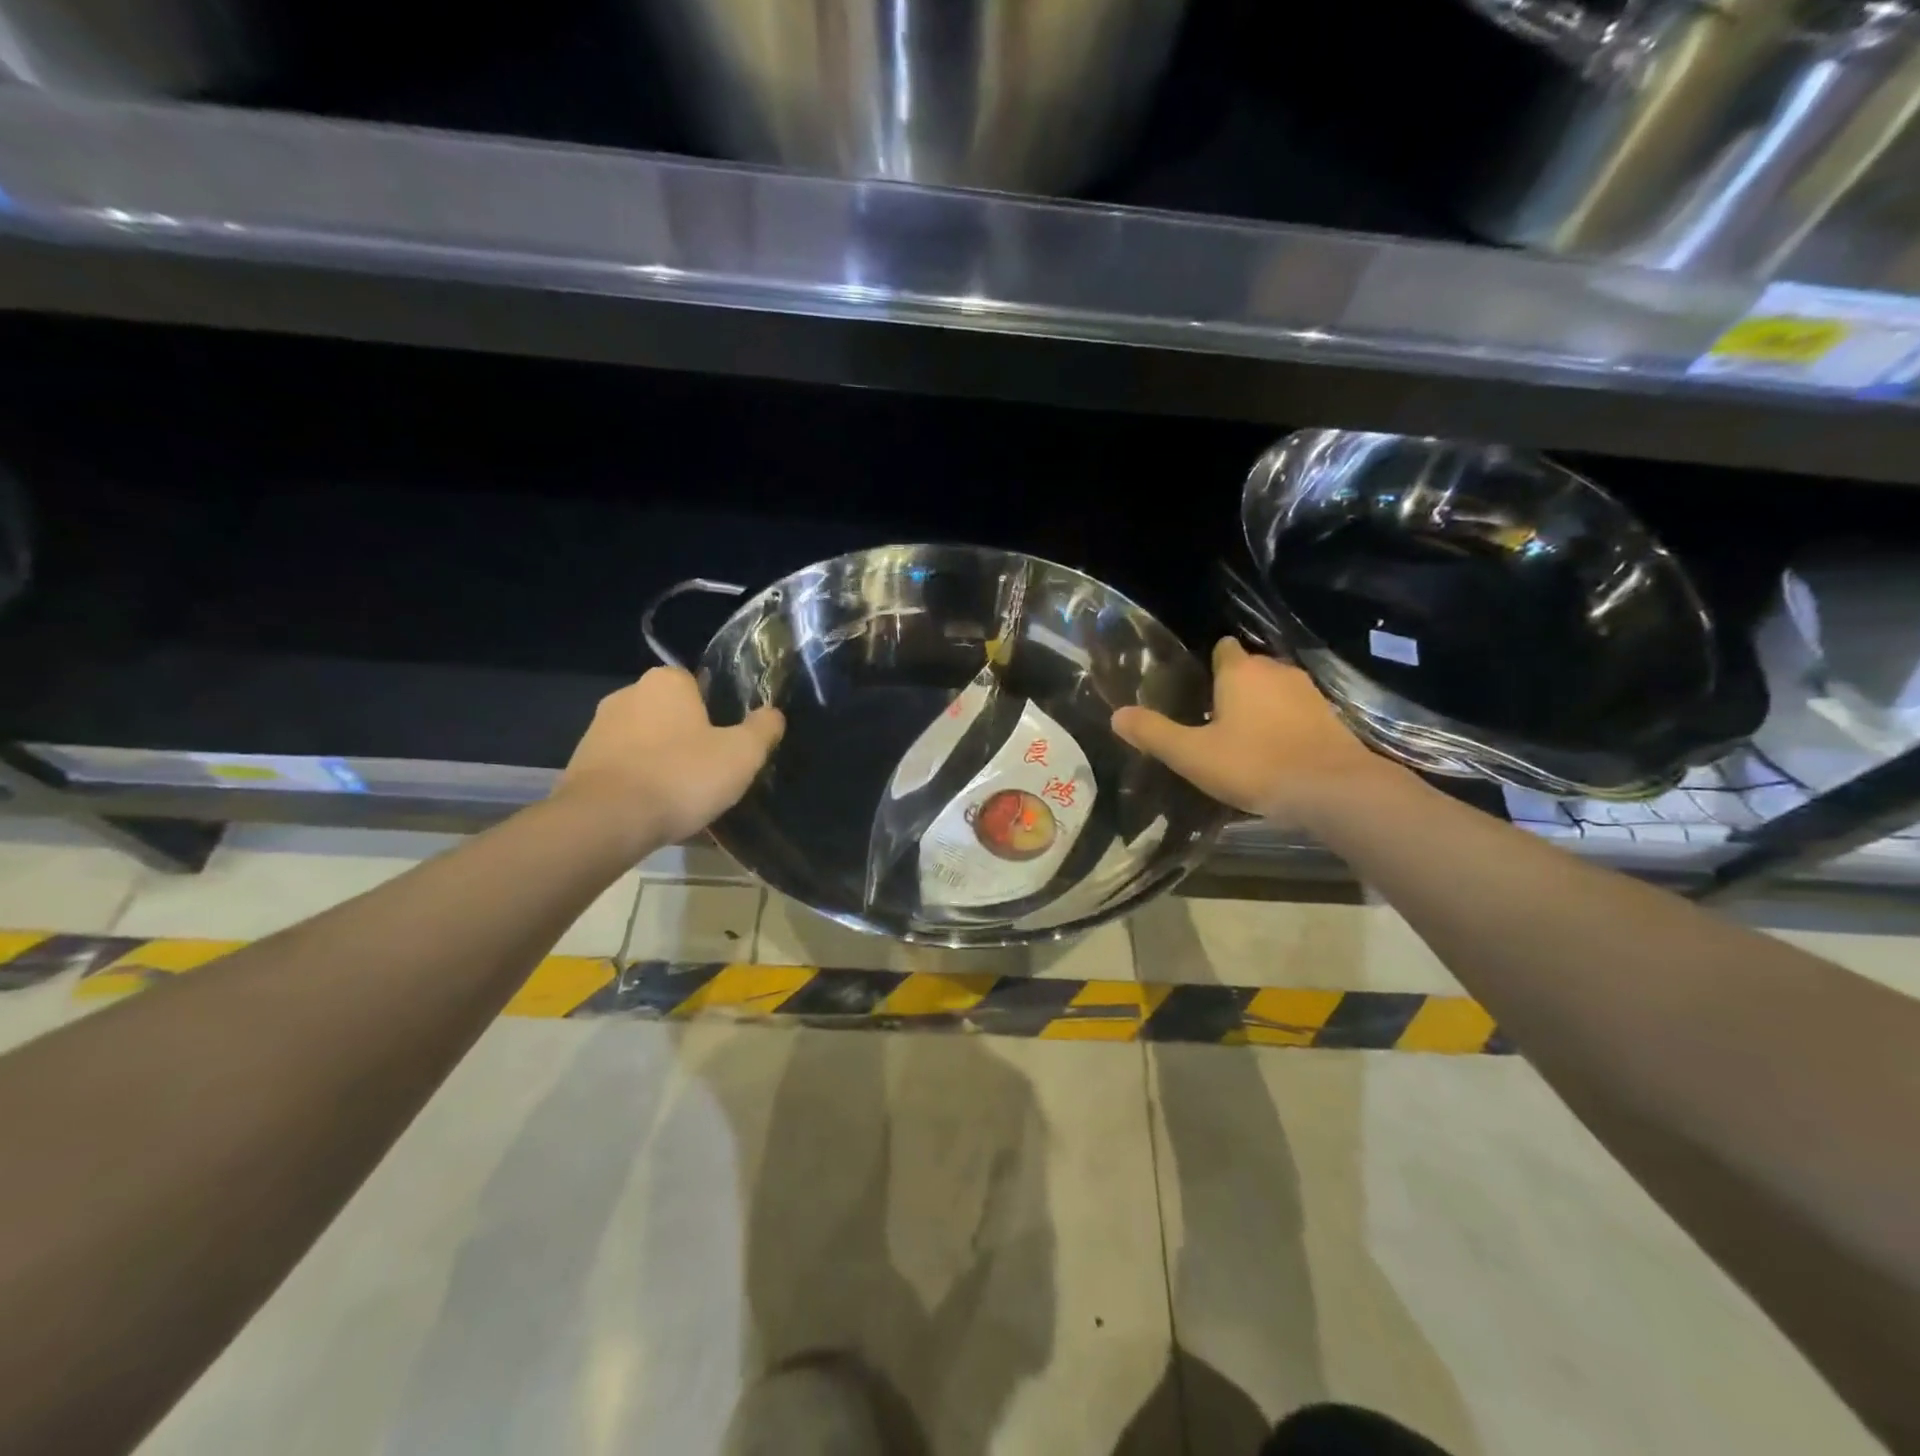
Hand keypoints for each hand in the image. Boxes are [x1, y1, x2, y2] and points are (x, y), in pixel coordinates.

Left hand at [556, 668, 783, 848]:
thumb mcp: (742, 754)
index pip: (699, 684)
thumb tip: (774, 714)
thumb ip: (763, 729)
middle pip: (672, 712)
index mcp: (666, 682)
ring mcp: (598, 729)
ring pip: (646, 741)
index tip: (729, 742)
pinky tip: (654, 809)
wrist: (605, 821)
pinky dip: (640, 781)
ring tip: (684, 796)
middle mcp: (627, 694)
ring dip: (663, 760)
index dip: (718, 711)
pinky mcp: (580, 763)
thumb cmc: (681, 776)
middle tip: (712, 770)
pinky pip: (624, 767)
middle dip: (689, 736)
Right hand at [1112, 639, 1404, 825]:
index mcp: (1240, 671)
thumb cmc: (1254, 764)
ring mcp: (1308, 692)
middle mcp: (1276, 670)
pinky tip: (1276, 750)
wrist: (1333, 790)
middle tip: (1211, 719)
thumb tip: (1117, 715)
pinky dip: (1285, 723)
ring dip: (1261, 706)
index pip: (1222, 648)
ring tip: (1242, 737)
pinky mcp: (1330, 717)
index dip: (1209, 664)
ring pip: (1275, 689)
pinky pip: (1297, 711)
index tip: (1195, 688)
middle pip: (1249, 668)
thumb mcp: (1191, 754)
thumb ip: (1153, 733)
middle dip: (1232, 687)